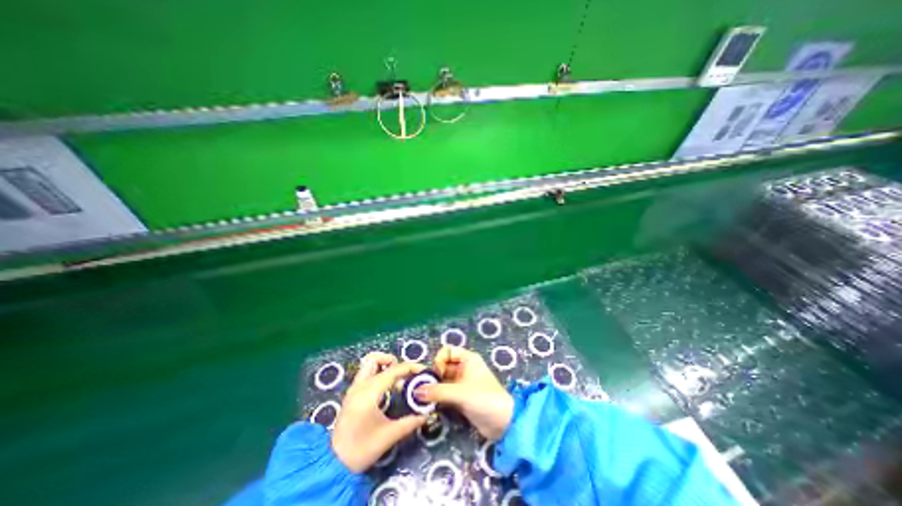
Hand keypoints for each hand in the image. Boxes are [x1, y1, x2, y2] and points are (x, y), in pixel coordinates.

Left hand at [332, 351, 425, 474]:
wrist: (332, 466)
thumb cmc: (361, 450)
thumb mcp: (388, 436)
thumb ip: (409, 422)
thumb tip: (426, 414)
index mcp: (370, 392)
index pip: (394, 369)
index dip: (411, 367)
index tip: (423, 371)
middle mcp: (360, 385)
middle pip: (376, 358)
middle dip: (394, 361)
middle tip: (405, 376)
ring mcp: (354, 388)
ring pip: (369, 364)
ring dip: (384, 365)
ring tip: (397, 380)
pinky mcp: (352, 394)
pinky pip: (366, 374)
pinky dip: (379, 373)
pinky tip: (387, 389)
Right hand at [412, 345, 510, 440]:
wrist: (503, 423)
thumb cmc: (484, 399)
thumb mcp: (460, 393)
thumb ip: (438, 391)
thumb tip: (416, 391)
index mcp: (468, 359)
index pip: (447, 351)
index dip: (439, 361)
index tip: (437, 375)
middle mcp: (464, 368)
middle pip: (443, 366)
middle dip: (433, 376)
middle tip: (424, 389)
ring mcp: (462, 383)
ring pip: (443, 380)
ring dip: (434, 388)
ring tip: (424, 398)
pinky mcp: (461, 397)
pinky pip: (445, 392)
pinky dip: (438, 397)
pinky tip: (431, 405)